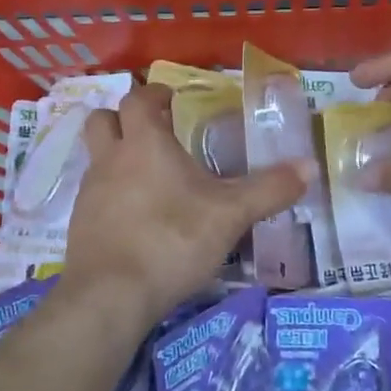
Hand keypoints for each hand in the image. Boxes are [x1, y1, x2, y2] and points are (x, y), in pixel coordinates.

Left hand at [61, 84, 310, 326]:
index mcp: (144, 142)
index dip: (154, 94)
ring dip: (116, 156)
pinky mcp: (79, 224)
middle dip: (123, 118)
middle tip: (153, 131)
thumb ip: (269, 189)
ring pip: (95, 157)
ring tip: (149, 177)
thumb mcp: (230, 215)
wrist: (109, 296)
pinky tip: (136, 218)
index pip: (139, 100)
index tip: (172, 100)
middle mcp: (110, 158)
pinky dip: (112, 195)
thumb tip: (310, 166)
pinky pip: (94, 194)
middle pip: (102, 119)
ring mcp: (90, 192)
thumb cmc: (171, 240)